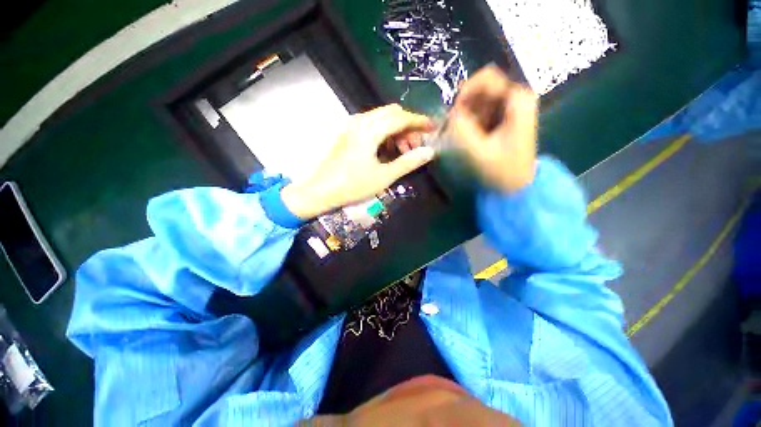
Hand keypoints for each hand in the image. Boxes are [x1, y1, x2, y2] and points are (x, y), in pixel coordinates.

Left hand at [282, 104, 435, 218]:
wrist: (321, 191)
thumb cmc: (353, 185)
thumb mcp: (384, 176)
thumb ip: (408, 162)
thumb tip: (429, 153)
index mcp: (370, 130)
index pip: (401, 118)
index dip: (419, 121)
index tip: (433, 129)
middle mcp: (360, 122)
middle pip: (392, 113)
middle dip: (408, 127)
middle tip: (416, 147)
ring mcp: (352, 127)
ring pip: (382, 119)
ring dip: (396, 131)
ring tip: (403, 152)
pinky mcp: (348, 134)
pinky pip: (372, 126)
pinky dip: (384, 134)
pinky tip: (387, 151)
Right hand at [448, 66, 538, 193]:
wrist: (517, 184)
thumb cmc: (502, 169)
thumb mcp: (478, 151)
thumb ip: (461, 129)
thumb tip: (451, 115)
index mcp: (517, 100)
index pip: (486, 78)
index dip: (466, 94)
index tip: (455, 116)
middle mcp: (515, 98)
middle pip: (481, 88)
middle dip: (464, 107)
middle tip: (456, 129)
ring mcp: (509, 108)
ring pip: (478, 100)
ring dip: (466, 117)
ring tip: (463, 137)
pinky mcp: (503, 118)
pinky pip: (480, 111)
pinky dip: (470, 122)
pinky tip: (470, 138)